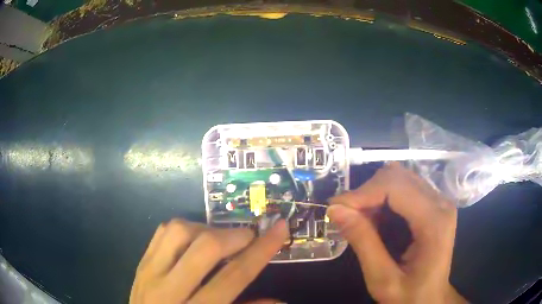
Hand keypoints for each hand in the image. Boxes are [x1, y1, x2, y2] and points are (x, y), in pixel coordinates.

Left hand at [130, 219, 287, 303]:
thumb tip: (280, 300)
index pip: (234, 276)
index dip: (261, 250)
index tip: (280, 228)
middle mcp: (169, 290)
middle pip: (205, 249)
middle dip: (234, 236)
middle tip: (248, 237)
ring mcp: (149, 273)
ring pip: (179, 231)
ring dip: (207, 229)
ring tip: (220, 239)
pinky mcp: (140, 263)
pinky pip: (162, 232)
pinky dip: (184, 228)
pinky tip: (194, 239)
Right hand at [327, 163, 466, 303]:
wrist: (430, 299)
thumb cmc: (409, 296)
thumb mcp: (382, 279)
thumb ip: (362, 242)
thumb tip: (335, 209)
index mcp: (434, 222)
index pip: (395, 186)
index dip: (362, 192)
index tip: (335, 208)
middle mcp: (441, 202)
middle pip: (397, 176)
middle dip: (367, 193)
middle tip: (347, 217)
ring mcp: (439, 201)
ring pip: (399, 178)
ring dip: (374, 195)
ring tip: (362, 221)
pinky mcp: (433, 204)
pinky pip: (404, 187)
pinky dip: (383, 199)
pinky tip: (377, 220)